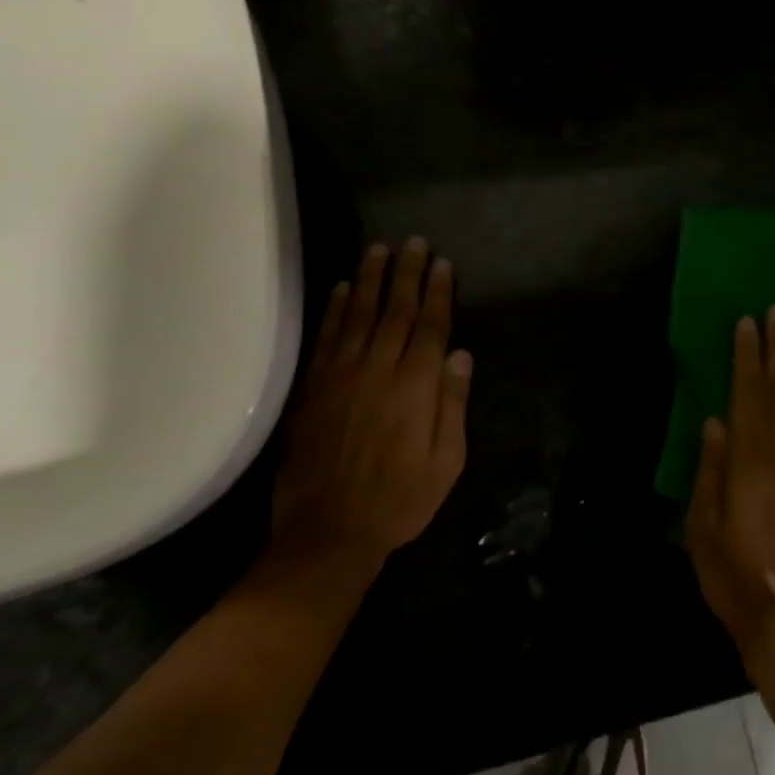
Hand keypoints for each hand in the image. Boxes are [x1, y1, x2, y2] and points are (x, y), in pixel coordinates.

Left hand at [269, 239, 471, 580]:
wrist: (327, 532)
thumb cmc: (399, 500)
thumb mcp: (446, 462)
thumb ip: (453, 404)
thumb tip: (460, 355)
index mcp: (416, 387)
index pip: (431, 326)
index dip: (438, 292)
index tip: (443, 263)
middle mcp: (379, 370)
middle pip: (396, 311)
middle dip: (408, 273)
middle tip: (414, 242)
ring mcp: (341, 375)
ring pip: (360, 314)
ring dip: (372, 279)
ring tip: (380, 249)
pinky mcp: (313, 388)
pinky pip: (326, 337)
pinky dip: (336, 309)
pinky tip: (343, 288)